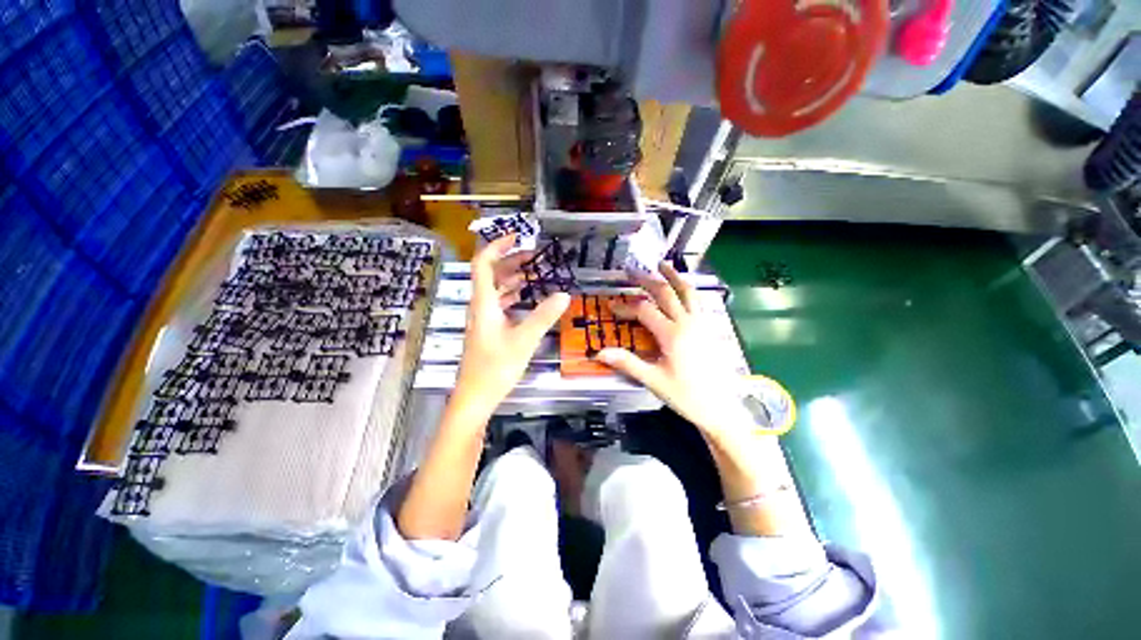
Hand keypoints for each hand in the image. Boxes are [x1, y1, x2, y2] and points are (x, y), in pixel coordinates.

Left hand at [454, 235, 569, 414]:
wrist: (475, 398)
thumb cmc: (496, 368)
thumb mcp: (524, 340)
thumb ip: (544, 316)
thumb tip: (564, 294)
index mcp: (484, 303)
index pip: (484, 264)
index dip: (498, 246)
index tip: (518, 237)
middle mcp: (480, 307)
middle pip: (491, 274)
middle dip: (511, 261)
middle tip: (535, 257)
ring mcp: (483, 320)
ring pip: (495, 289)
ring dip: (512, 278)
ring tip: (534, 273)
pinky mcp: (487, 331)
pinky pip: (499, 304)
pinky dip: (512, 295)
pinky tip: (525, 297)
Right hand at [597, 262, 747, 437]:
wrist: (721, 408)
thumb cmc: (686, 395)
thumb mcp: (653, 380)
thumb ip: (627, 363)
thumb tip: (600, 352)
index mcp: (672, 334)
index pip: (644, 310)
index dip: (625, 307)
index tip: (611, 307)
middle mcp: (688, 322)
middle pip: (665, 293)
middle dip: (646, 280)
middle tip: (631, 270)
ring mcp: (701, 323)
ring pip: (687, 292)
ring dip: (673, 276)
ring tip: (662, 264)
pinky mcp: (709, 328)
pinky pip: (697, 301)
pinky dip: (687, 289)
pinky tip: (682, 288)